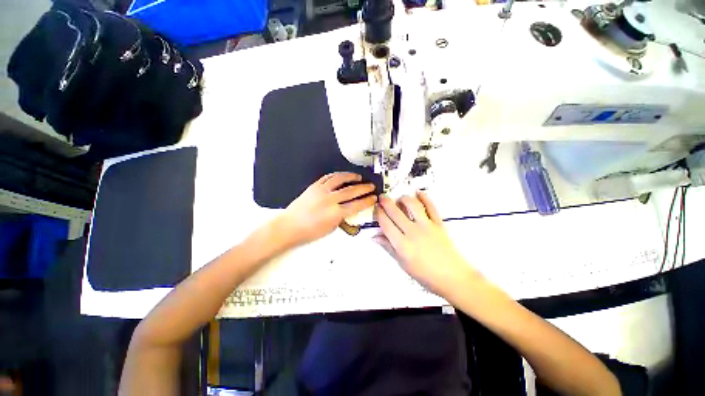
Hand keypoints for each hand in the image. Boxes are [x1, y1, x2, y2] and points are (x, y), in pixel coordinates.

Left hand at [277, 172, 376, 247]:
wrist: (289, 226)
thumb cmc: (310, 232)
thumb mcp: (331, 228)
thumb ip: (341, 217)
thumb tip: (348, 208)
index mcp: (335, 213)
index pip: (356, 205)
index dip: (367, 201)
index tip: (374, 197)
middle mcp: (330, 199)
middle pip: (351, 191)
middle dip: (364, 188)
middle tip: (371, 185)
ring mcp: (321, 190)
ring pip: (340, 179)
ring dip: (351, 177)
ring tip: (358, 177)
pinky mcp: (314, 186)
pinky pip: (327, 177)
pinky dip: (337, 175)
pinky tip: (342, 176)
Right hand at [375, 191, 476, 293]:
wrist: (453, 278)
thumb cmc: (425, 275)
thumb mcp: (403, 264)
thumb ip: (388, 248)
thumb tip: (374, 236)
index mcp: (402, 245)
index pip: (386, 224)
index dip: (379, 214)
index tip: (376, 208)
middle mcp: (413, 232)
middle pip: (396, 212)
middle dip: (386, 202)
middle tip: (382, 197)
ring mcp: (427, 226)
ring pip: (413, 205)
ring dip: (404, 198)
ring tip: (399, 198)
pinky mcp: (439, 224)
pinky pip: (431, 207)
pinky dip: (425, 198)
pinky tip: (419, 193)